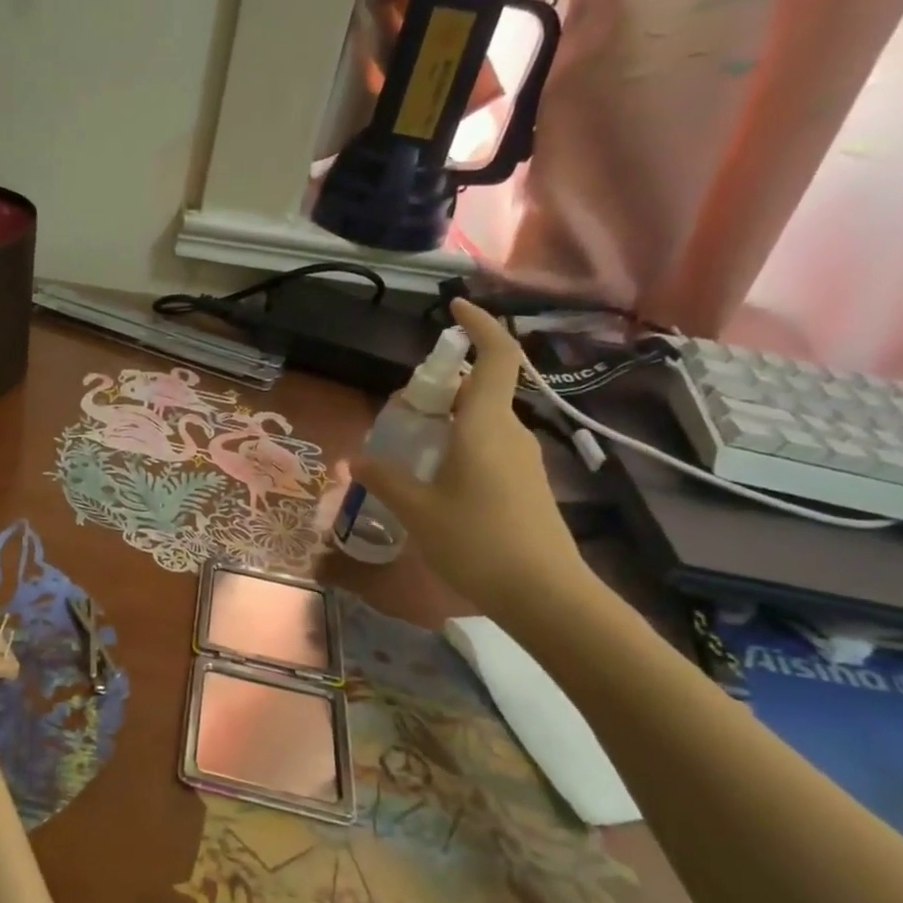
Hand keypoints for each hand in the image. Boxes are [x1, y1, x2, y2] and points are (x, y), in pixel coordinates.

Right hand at [356, 299, 590, 616]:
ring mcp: (523, 460)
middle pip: (481, 390)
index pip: (495, 357)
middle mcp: (510, 433)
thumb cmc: (478, 542)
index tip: (453, 307)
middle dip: (442, 387)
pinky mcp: (526, 485)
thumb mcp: (417, 510)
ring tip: (408, 447)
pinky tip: (433, 480)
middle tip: (400, 407)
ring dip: (447, 422)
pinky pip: (488, 448)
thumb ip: (385, 478)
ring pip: (482, 422)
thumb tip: (357, 457)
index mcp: (486, 426)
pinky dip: (459, 447)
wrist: (545, 595)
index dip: (479, 325)